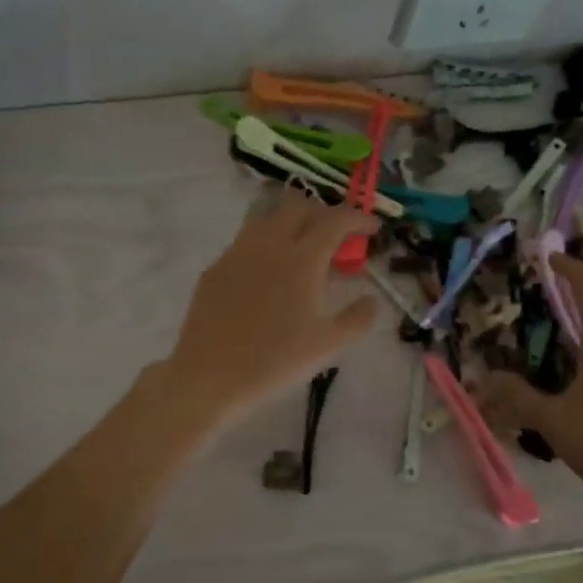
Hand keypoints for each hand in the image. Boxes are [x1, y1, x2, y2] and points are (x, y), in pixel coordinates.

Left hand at [162, 189, 379, 425]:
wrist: (210, 376)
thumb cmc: (275, 361)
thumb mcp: (328, 346)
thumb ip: (357, 319)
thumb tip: (371, 300)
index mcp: (301, 259)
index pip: (335, 220)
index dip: (358, 217)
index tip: (372, 227)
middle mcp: (268, 245)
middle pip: (298, 206)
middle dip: (322, 213)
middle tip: (336, 237)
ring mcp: (236, 253)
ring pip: (266, 218)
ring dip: (290, 223)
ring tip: (301, 251)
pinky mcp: (214, 269)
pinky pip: (244, 242)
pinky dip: (265, 245)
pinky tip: (267, 275)